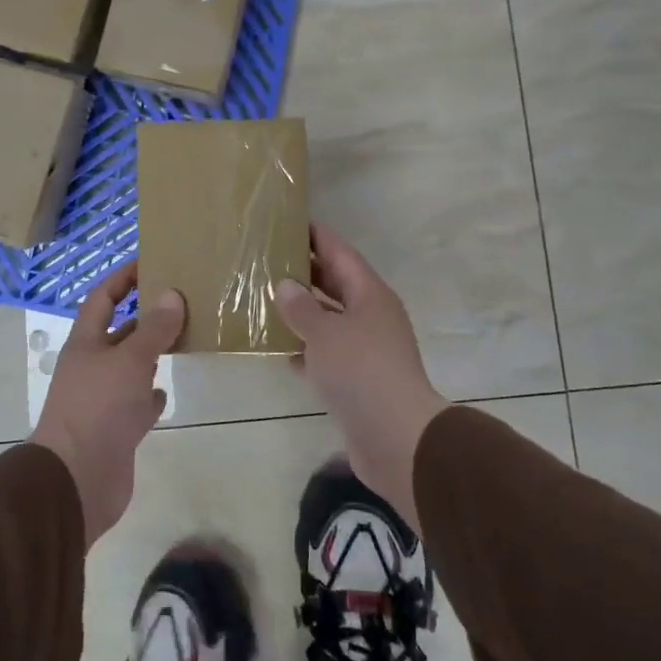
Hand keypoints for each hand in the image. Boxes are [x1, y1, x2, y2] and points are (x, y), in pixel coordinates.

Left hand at [30, 263, 184, 546]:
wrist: (76, 481)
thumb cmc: (98, 409)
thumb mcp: (130, 360)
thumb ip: (153, 329)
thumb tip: (172, 294)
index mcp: (86, 343)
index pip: (102, 298)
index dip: (122, 278)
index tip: (150, 262)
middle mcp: (91, 367)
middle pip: (118, 333)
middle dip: (145, 317)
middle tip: (180, 302)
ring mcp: (101, 400)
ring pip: (129, 368)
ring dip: (150, 355)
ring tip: (182, 340)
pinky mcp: (114, 430)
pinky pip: (135, 404)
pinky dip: (149, 397)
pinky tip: (165, 393)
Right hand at [275, 224, 446, 532]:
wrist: (396, 438)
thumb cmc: (361, 372)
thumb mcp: (325, 333)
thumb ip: (302, 308)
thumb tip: (285, 285)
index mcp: (369, 294)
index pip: (340, 253)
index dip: (317, 236)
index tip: (290, 222)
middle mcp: (371, 315)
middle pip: (335, 284)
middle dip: (305, 272)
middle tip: (268, 259)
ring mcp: (366, 349)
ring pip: (329, 319)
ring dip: (302, 311)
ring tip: (264, 299)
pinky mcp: (357, 379)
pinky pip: (327, 352)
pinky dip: (305, 348)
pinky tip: (278, 348)